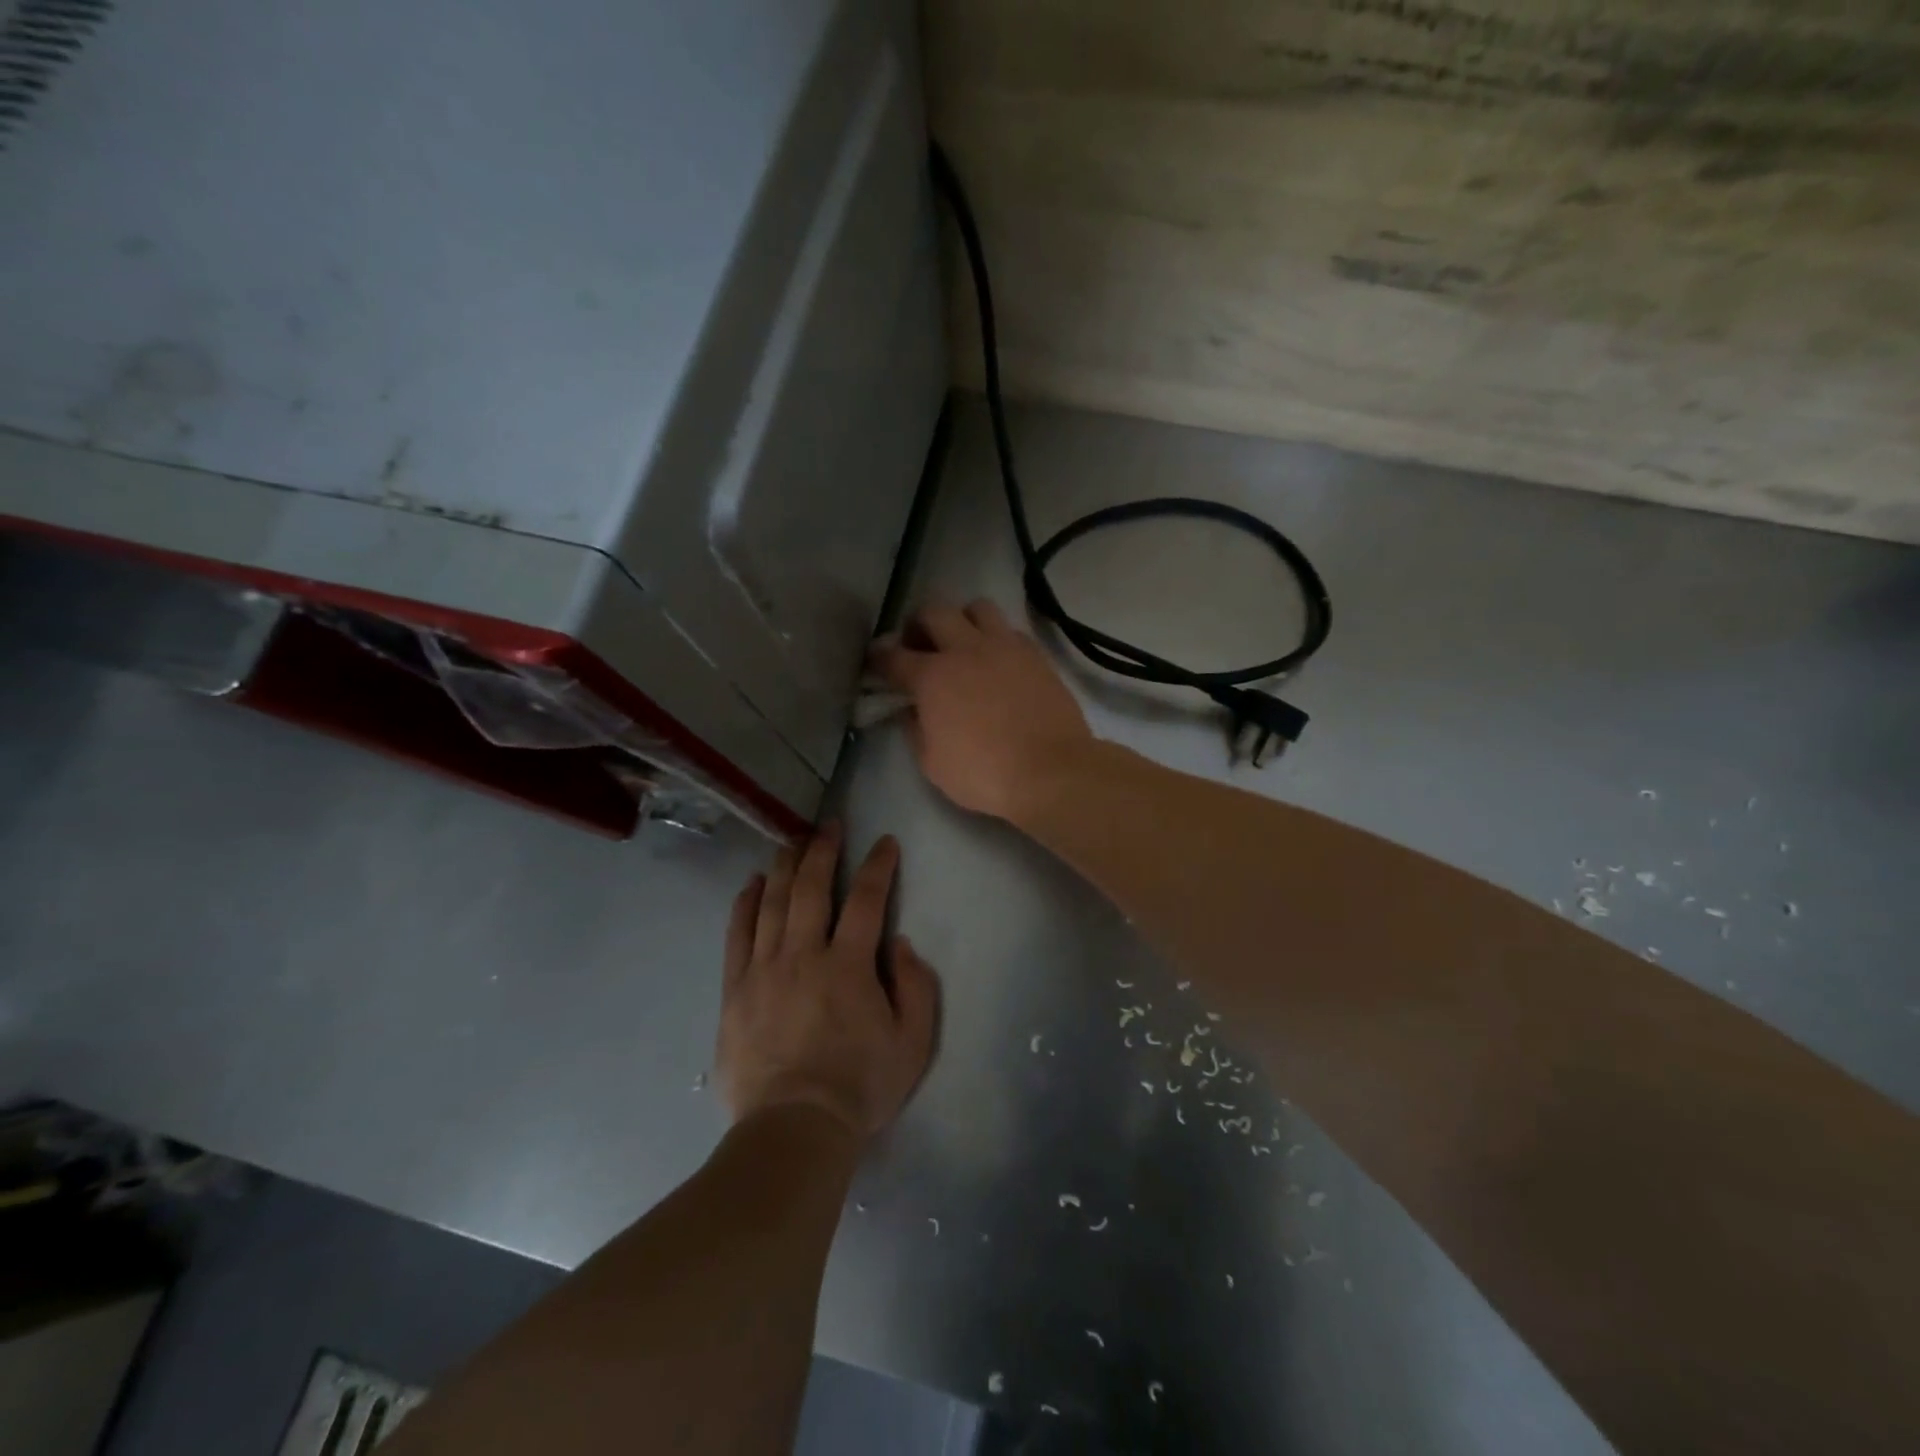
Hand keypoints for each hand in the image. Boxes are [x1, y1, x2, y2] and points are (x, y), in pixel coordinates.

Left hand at [717, 825, 938, 1139]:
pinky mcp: (736, 990)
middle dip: (823, 850)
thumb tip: (898, 944)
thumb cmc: (860, 1087)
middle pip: (812, 888)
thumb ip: (916, 987)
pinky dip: (745, 904)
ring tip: (792, 841)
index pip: (868, 899)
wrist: (793, 1129)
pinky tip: (752, 883)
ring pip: (773, 903)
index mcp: (850, 965)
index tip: (885, 843)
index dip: (879, 866)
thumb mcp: (913, 1043)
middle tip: (829, 825)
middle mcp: (804, 954)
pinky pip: (738, 935)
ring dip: (785, 867)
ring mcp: (764, 969)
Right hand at [871, 599, 1093, 821]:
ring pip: (976, 608)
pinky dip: (996, 639)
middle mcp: (965, 649)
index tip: (876, 661)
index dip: (879, 656)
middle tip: (919, 646)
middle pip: (933, 611)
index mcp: (932, 676)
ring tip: (963, 644)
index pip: (893, 656)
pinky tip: (998, 662)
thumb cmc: (984, 773)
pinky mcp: (1035, 655)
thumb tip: (911, 710)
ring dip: (962, 620)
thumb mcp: (932, 763)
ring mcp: (1004, 647)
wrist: (1050, 770)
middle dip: (918, 624)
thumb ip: (915, 729)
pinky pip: (1010, 630)